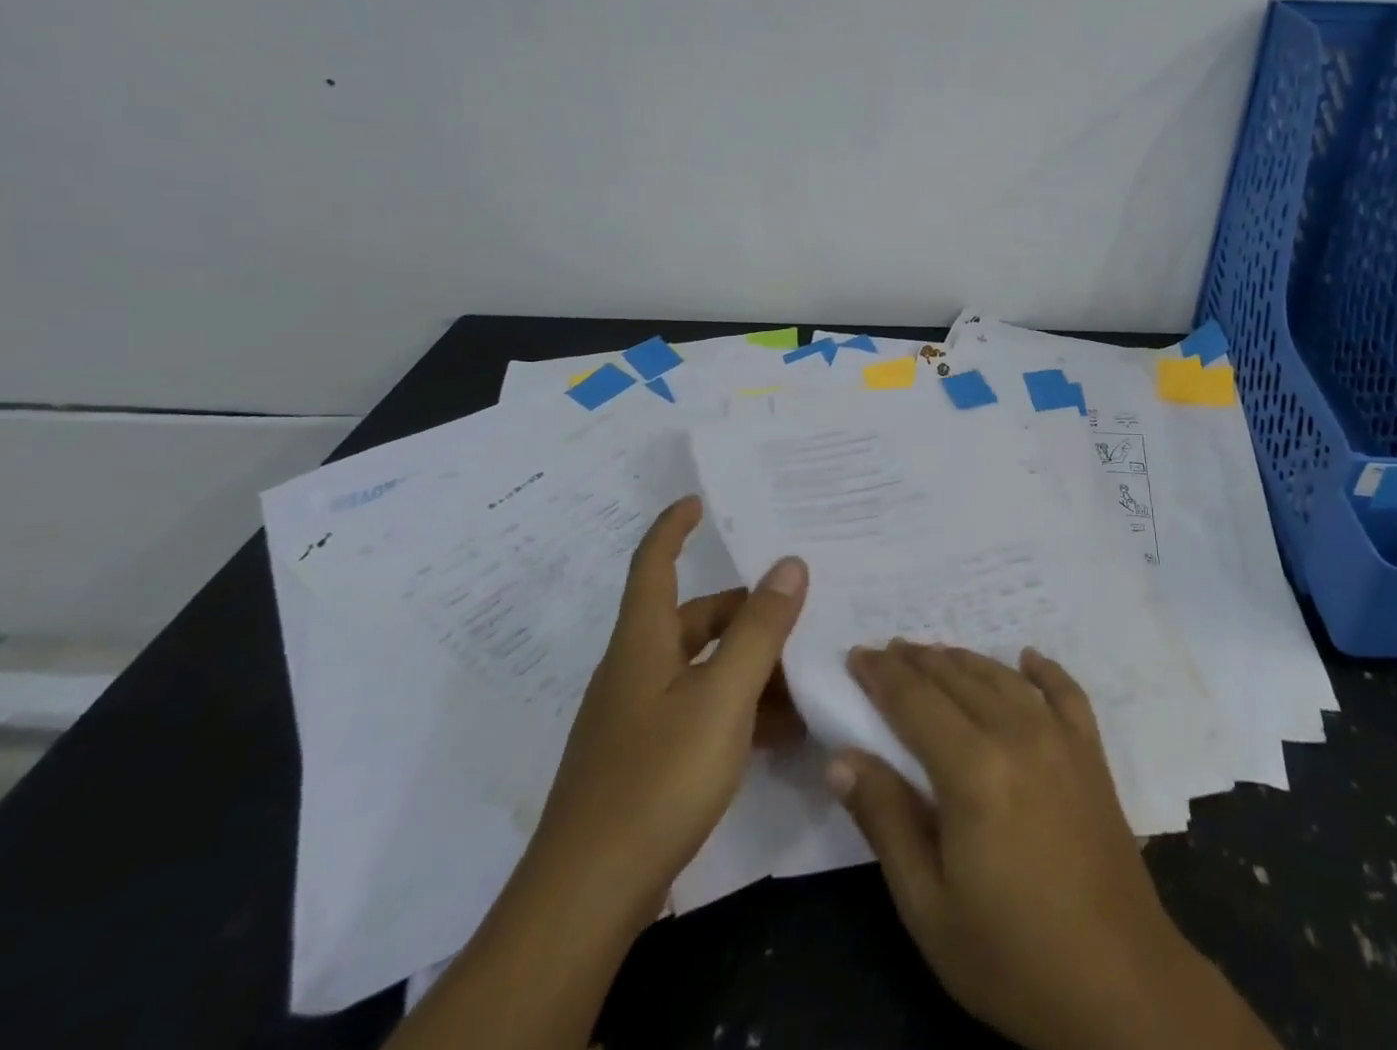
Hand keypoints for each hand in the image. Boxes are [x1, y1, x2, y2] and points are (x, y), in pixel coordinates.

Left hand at [526, 495, 807, 928]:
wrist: (588, 897)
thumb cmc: (656, 778)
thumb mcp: (722, 695)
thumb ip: (760, 629)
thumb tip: (791, 563)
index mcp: (643, 642)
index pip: (654, 565)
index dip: (673, 528)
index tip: (697, 501)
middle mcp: (636, 670)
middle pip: (694, 619)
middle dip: (747, 612)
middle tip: (801, 612)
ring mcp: (639, 718)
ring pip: (704, 668)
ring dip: (752, 666)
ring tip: (806, 675)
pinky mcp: (646, 759)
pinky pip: (702, 712)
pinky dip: (740, 709)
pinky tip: (782, 730)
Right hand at [827, 642, 1277, 1049]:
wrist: (1120, 985)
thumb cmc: (1011, 955)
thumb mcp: (928, 905)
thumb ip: (884, 820)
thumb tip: (840, 757)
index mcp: (972, 769)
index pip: (914, 700)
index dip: (882, 674)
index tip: (857, 654)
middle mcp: (1017, 734)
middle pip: (956, 679)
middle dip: (916, 661)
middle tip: (887, 649)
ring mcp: (1061, 739)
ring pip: (1002, 678)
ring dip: (964, 660)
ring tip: (935, 652)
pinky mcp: (1092, 754)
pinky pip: (1066, 692)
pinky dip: (1043, 669)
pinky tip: (1027, 656)